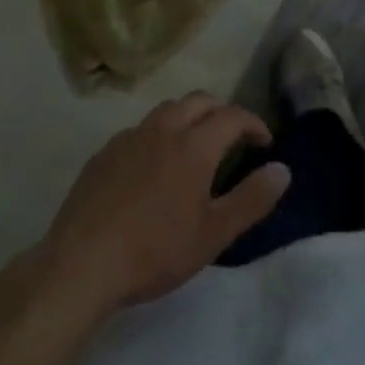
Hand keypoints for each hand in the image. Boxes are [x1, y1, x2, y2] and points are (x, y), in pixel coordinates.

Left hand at [34, 92, 289, 315]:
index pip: (233, 116)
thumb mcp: (213, 234)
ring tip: (196, 145)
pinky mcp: (105, 152)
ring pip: (168, 109)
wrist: (81, 263)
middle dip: (222, 112)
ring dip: (190, 117)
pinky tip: (154, 166)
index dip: (253, 124)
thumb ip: (252, 199)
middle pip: (200, 100)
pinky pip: (141, 129)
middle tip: (233, 138)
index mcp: (194, 145)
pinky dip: (159, 135)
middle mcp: (164, 128)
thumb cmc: (155, 251)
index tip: (264, 143)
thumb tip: (283, 169)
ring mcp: (130, 136)